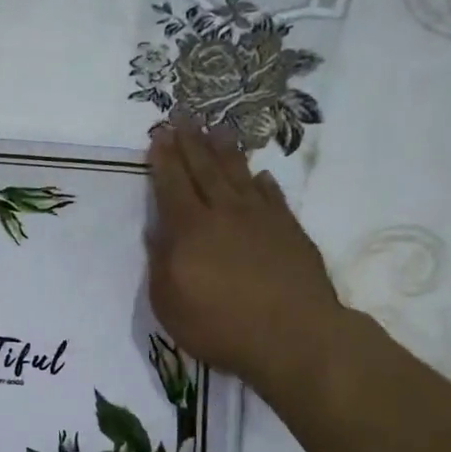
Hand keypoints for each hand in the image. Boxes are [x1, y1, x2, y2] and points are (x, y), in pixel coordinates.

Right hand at [145, 125, 343, 384]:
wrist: (292, 335)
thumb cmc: (219, 326)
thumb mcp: (169, 304)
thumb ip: (160, 264)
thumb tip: (158, 232)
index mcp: (190, 230)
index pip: (172, 185)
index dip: (163, 159)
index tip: (158, 135)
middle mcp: (224, 213)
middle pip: (204, 169)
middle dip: (190, 142)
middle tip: (182, 117)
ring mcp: (261, 218)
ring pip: (239, 174)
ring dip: (225, 150)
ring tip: (217, 129)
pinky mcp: (289, 230)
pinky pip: (272, 196)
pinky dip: (262, 183)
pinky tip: (258, 176)